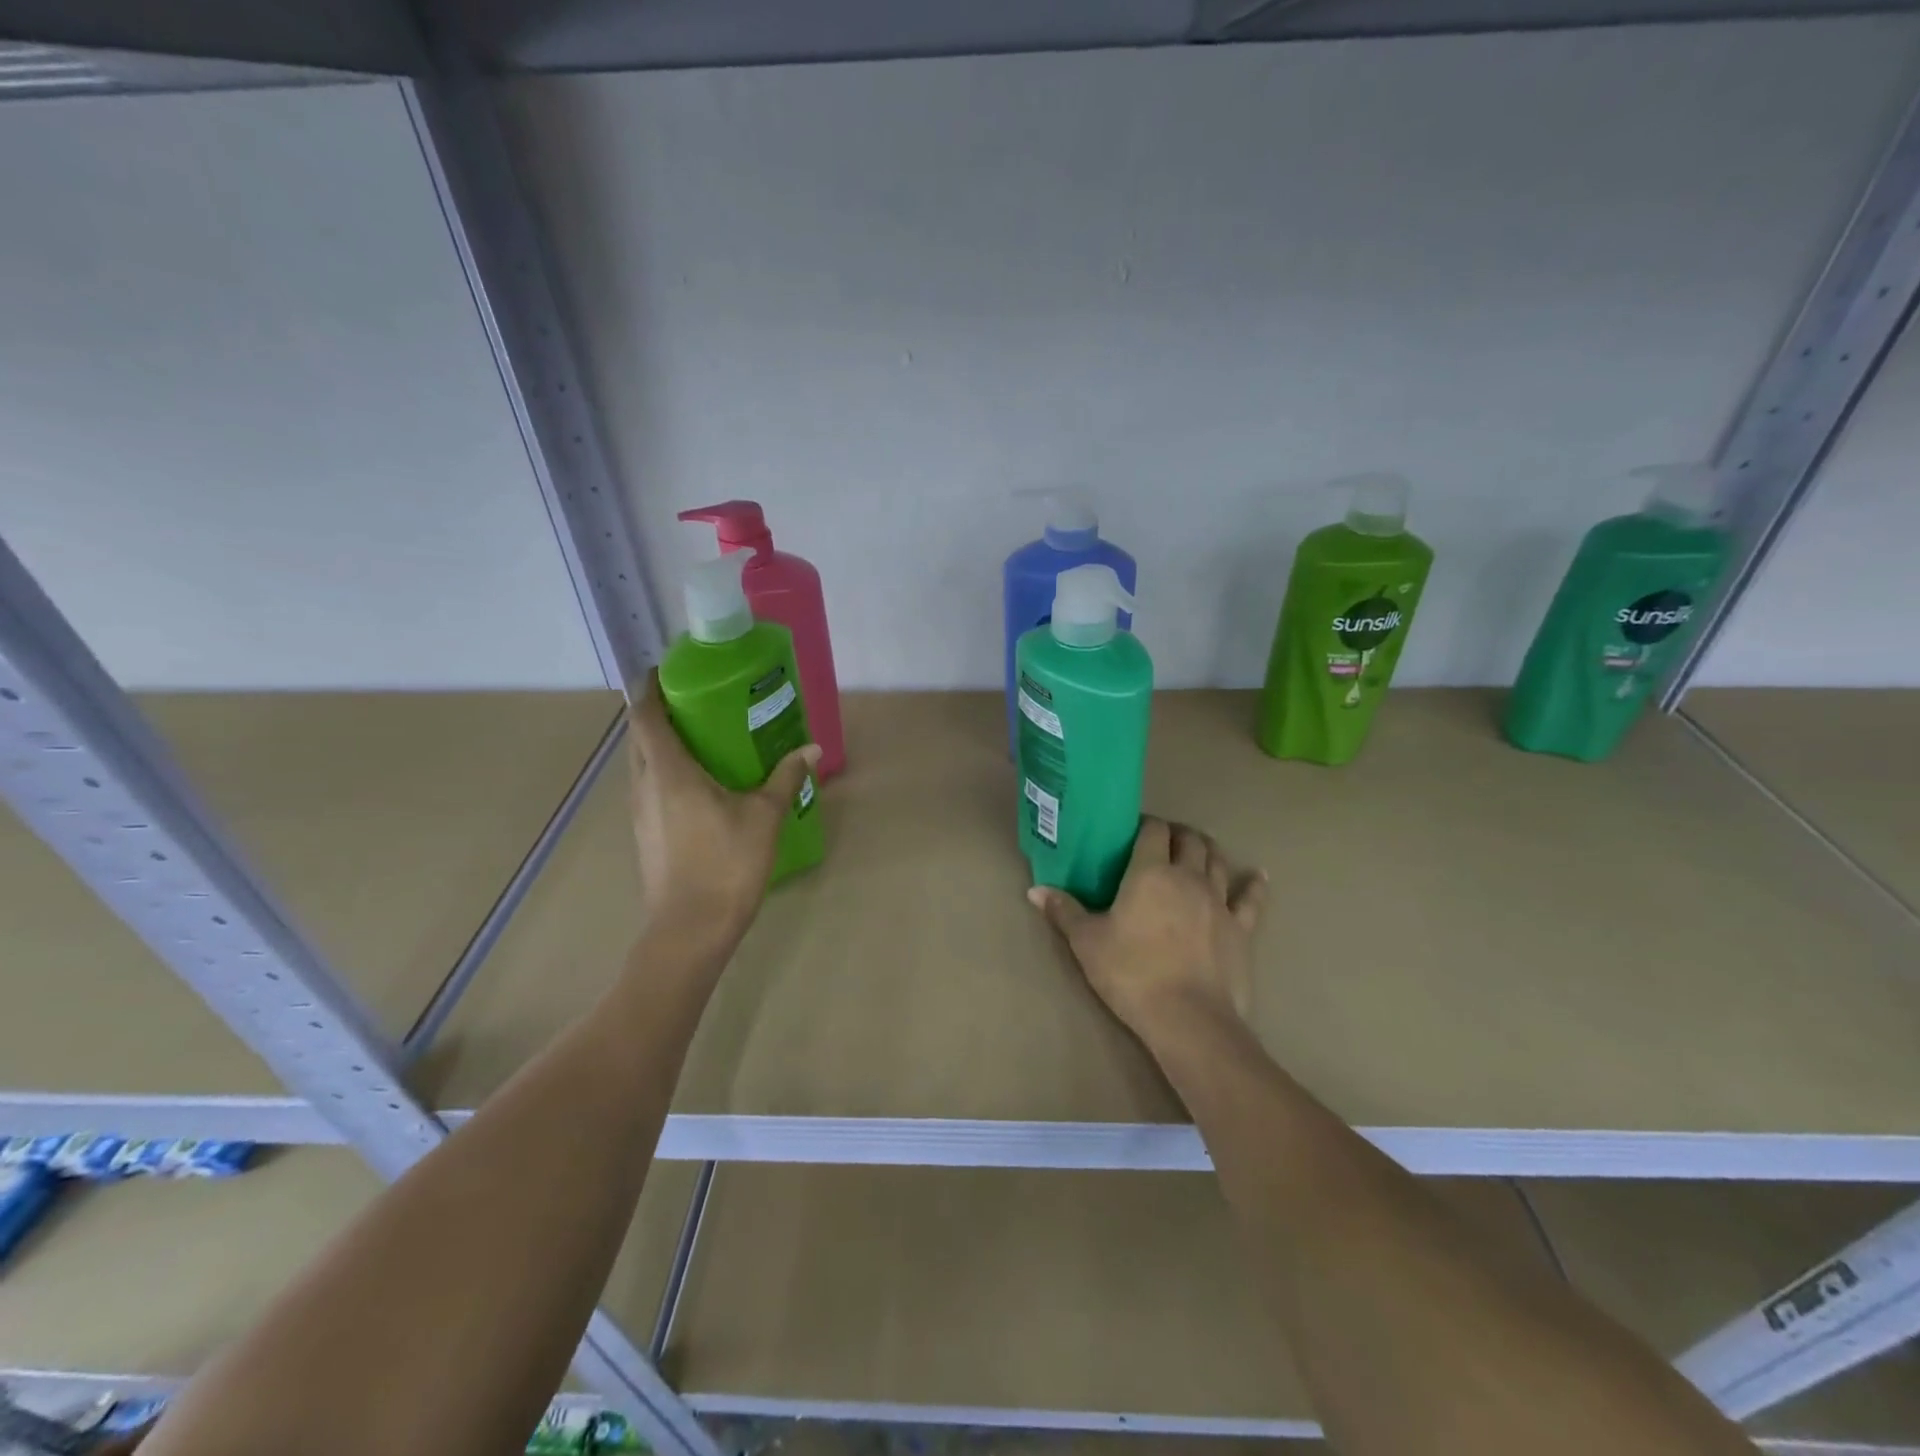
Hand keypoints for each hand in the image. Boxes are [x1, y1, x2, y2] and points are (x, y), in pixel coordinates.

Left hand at [626, 671, 820, 949]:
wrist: (690, 929)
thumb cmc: (727, 864)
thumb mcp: (765, 817)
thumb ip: (786, 778)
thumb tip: (813, 749)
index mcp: (668, 771)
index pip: (645, 714)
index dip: (651, 687)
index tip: (669, 671)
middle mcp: (644, 785)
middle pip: (639, 736)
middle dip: (659, 712)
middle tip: (696, 702)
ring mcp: (639, 813)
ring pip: (641, 763)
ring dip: (660, 744)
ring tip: (699, 738)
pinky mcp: (644, 834)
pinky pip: (648, 788)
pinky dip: (664, 772)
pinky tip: (698, 784)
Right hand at [1029, 817, 1267, 1049]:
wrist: (1188, 1019)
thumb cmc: (1131, 973)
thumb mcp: (1087, 943)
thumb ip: (1064, 911)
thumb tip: (1035, 890)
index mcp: (1150, 872)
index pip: (1153, 831)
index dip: (1145, 824)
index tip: (1133, 830)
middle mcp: (1188, 877)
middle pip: (1189, 840)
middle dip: (1176, 833)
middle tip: (1162, 840)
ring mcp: (1219, 901)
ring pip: (1217, 861)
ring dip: (1207, 849)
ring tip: (1197, 848)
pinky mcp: (1241, 928)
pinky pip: (1250, 900)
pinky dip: (1254, 884)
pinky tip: (1258, 875)